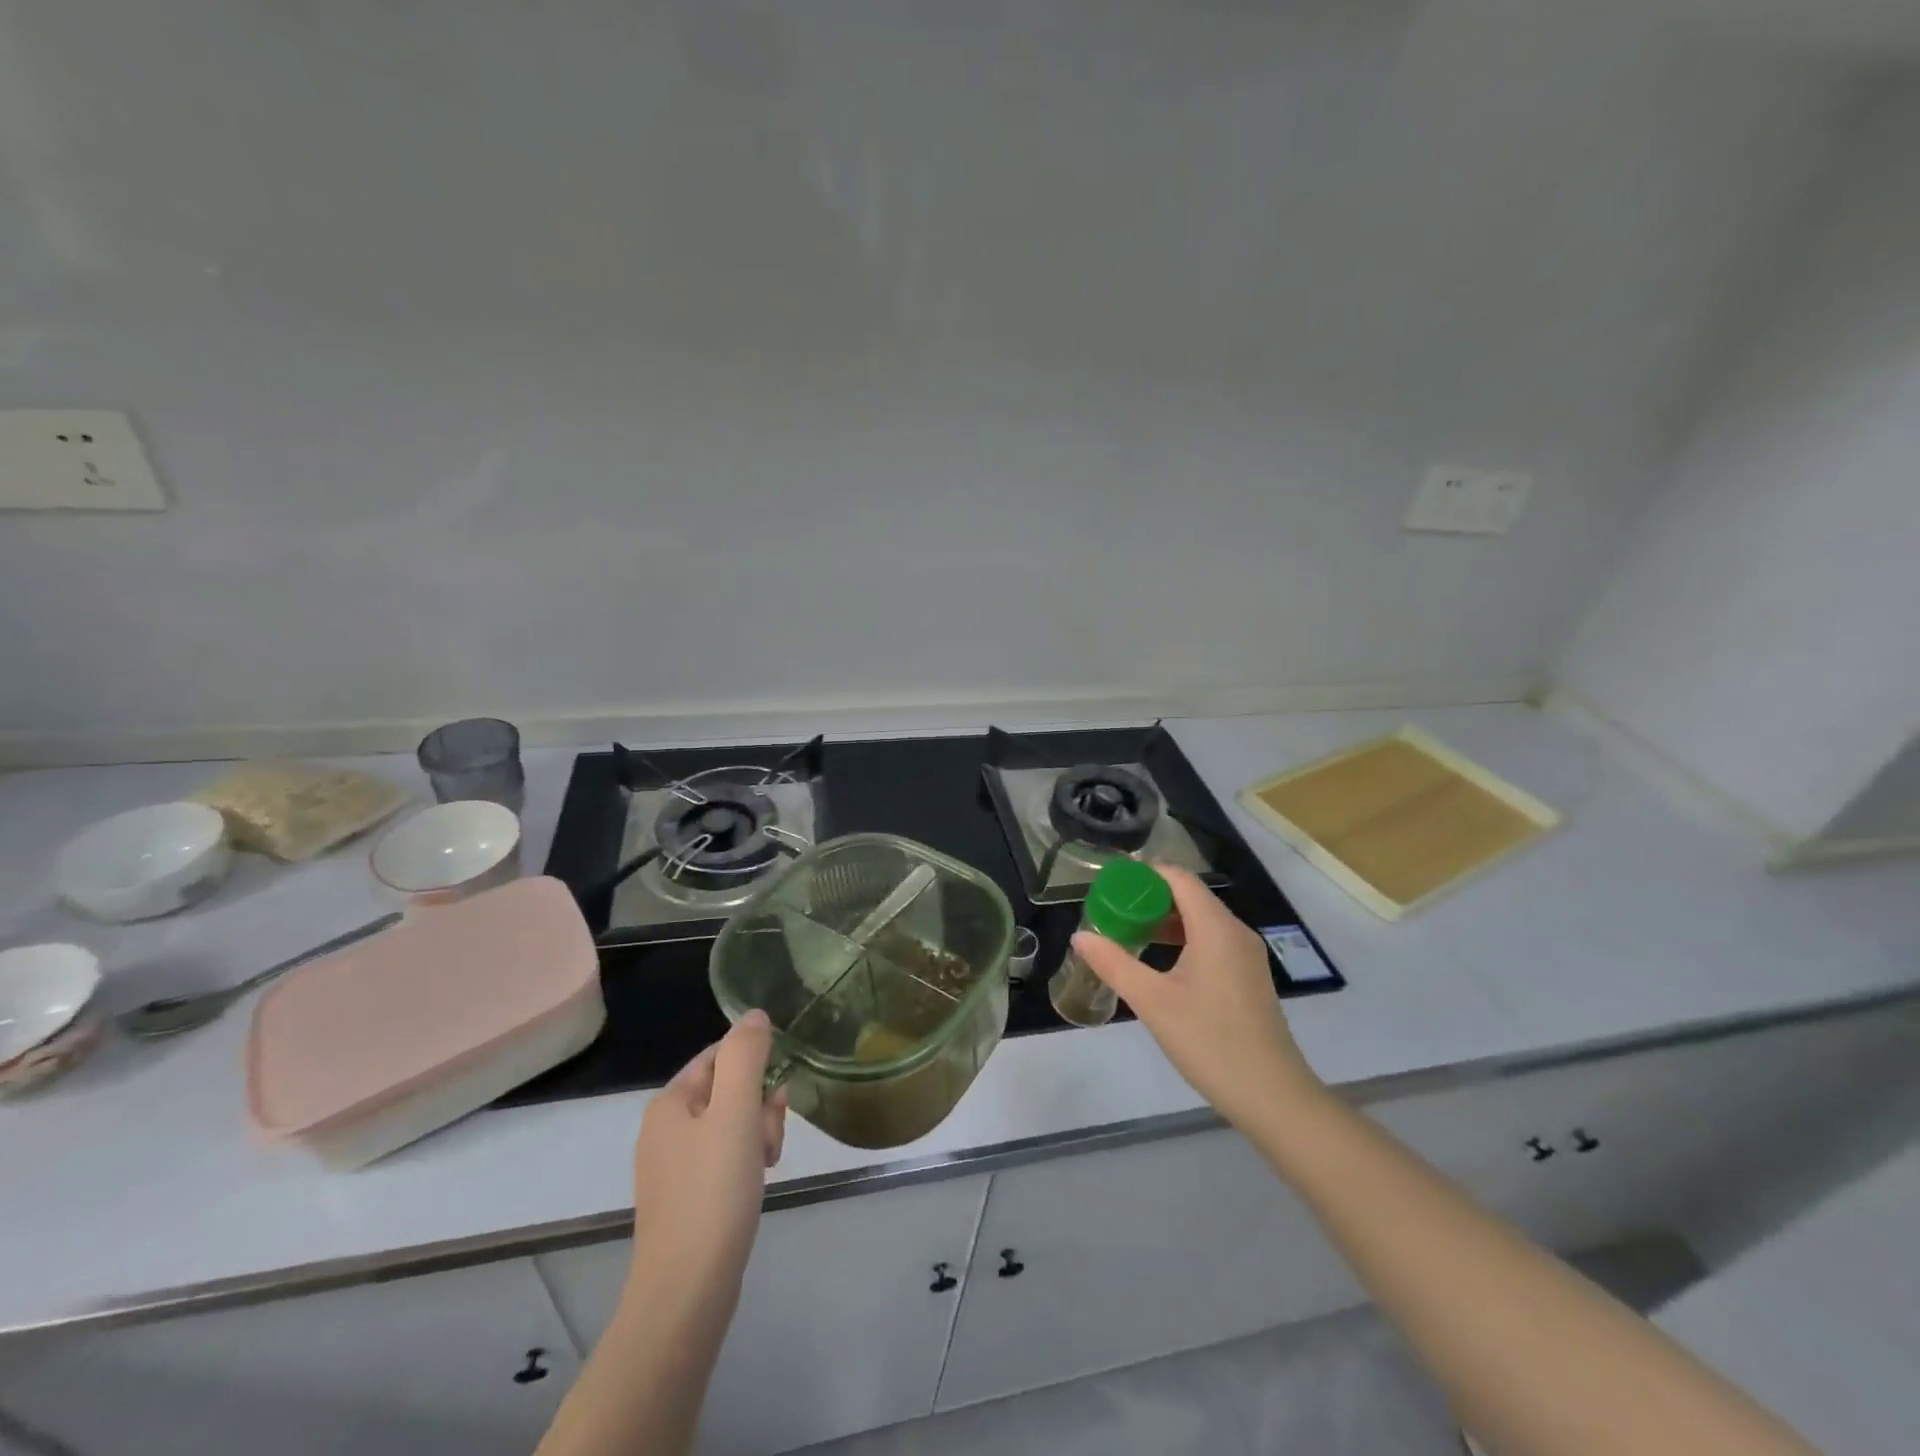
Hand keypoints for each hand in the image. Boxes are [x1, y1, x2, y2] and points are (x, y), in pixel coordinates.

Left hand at [626, 1012, 787, 1314]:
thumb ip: (746, 1055)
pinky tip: (757, 1182)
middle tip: (771, 1137)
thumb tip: (754, 1015)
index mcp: (670, 1102)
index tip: (777, 1095)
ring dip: (758, 1134)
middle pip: (728, 1089)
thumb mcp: (736, 1112)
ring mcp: (673, 1166)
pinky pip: (724, 1158)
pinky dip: (746, 1162)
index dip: (756, 1066)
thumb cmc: (713, 1192)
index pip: (721, 1054)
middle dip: (760, 1105)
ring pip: (731, 1125)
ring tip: (767, 1164)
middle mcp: (665, 1128)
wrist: (686, 1293)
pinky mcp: (686, 1198)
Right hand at [1072, 864, 1323, 1130]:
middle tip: (1113, 909)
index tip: (1112, 882)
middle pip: (1190, 896)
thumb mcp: (1152, 1001)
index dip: (1145, 874)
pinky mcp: (1249, 978)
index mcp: (1215, 928)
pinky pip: (1213, 941)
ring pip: (1202, 920)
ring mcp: (1246, 956)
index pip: (1179, 879)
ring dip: (1166, 920)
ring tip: (1130, 932)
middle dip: (1151, 897)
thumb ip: (1114, 964)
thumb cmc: (1209, 1040)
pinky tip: (1161, 961)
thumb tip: (1081, 936)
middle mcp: (1235, 932)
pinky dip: (1184, 939)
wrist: (1272, 1096)